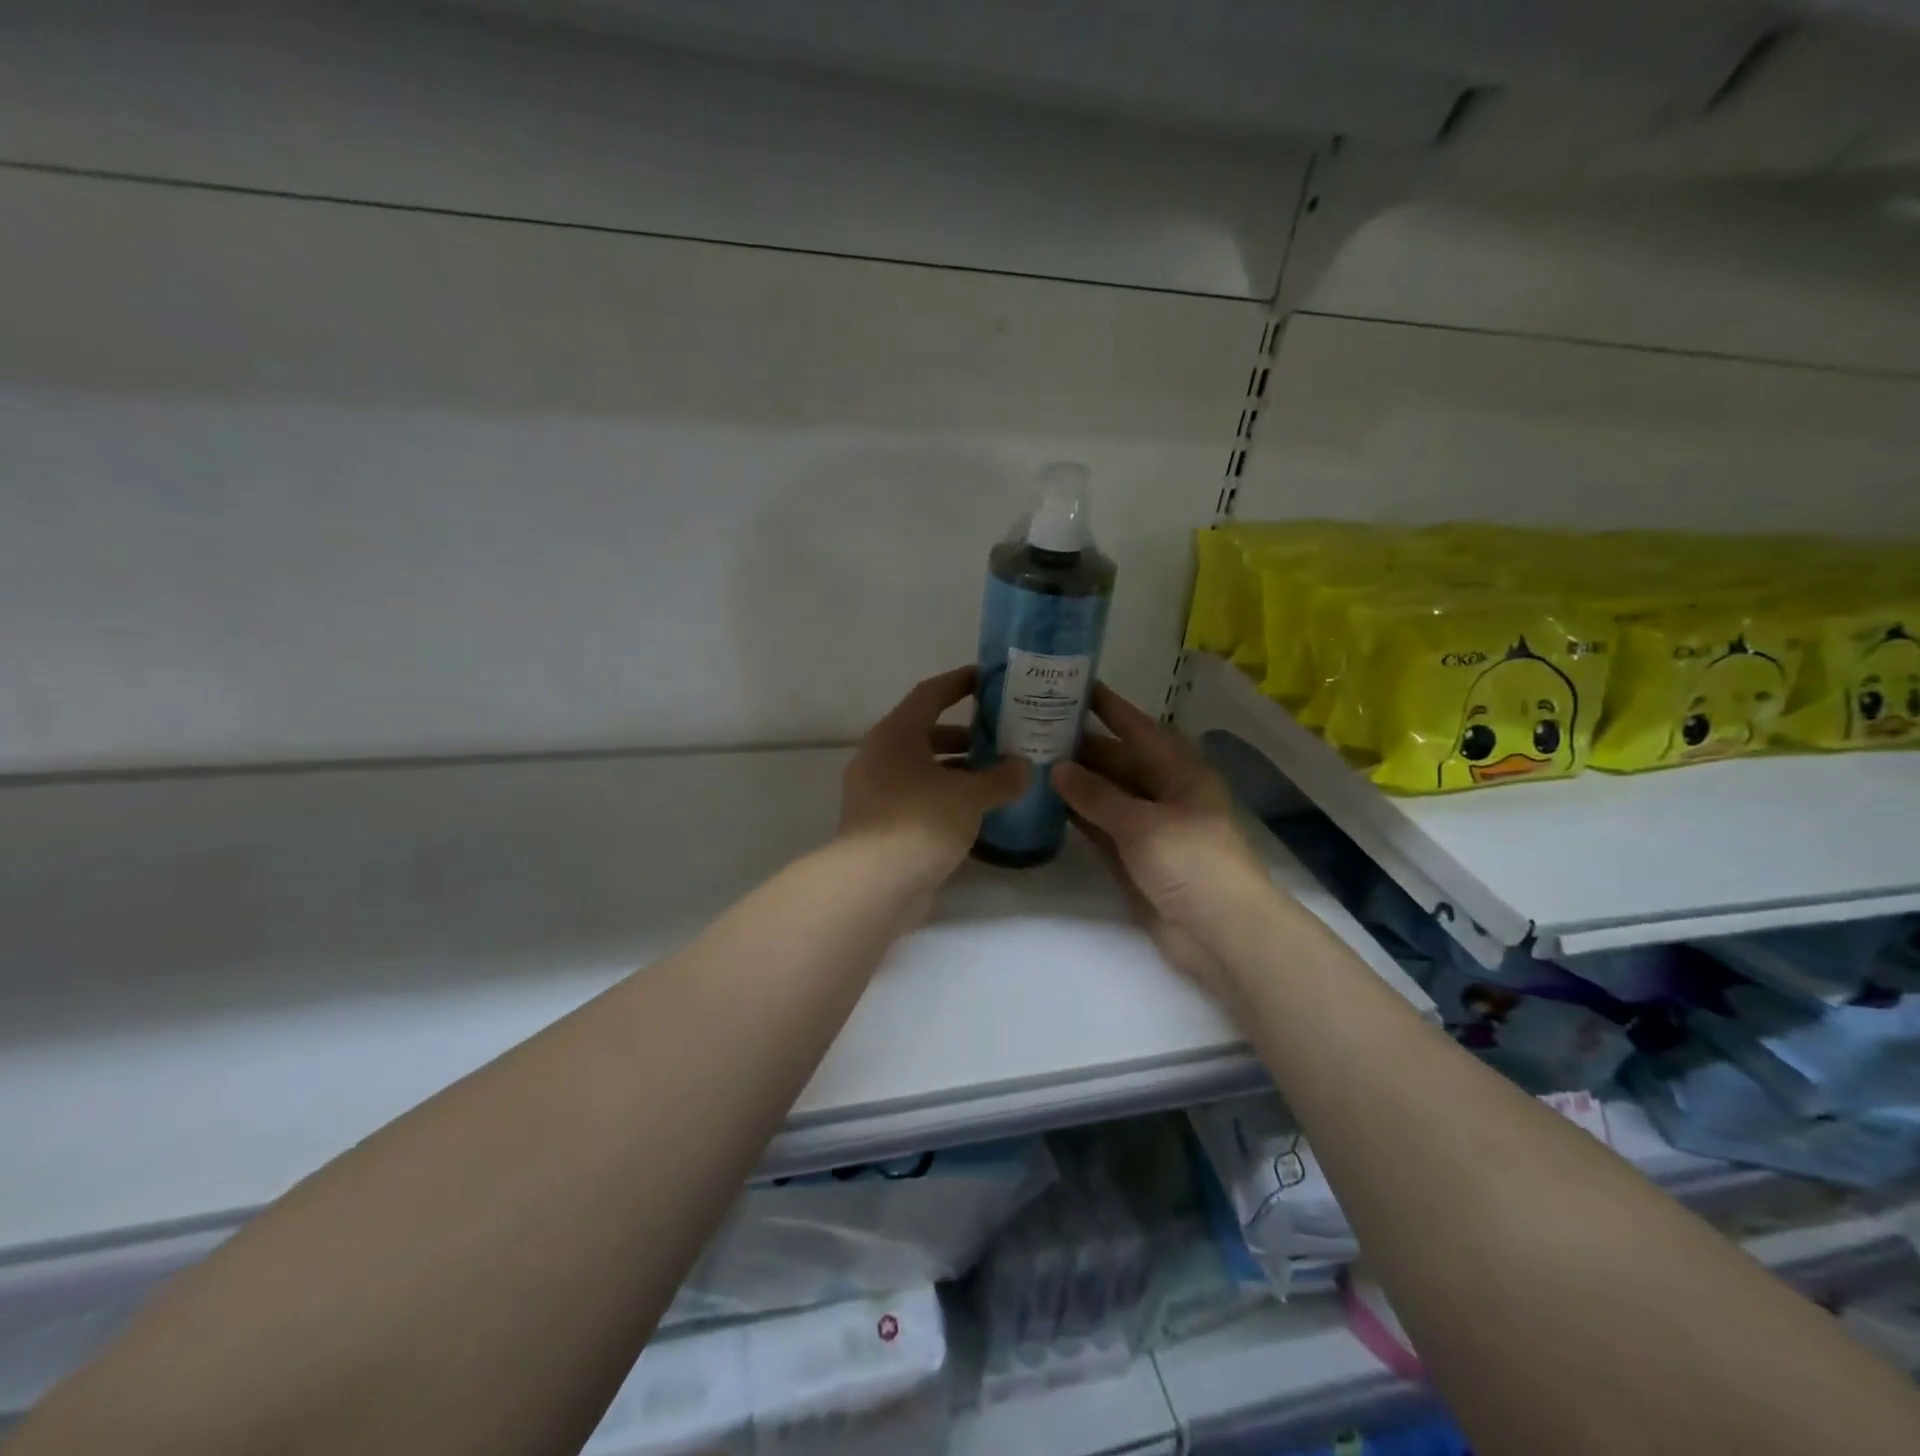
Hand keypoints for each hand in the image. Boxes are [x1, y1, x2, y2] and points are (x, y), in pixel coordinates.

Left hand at [837, 667, 1028, 887]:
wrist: (874, 883)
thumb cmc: (922, 822)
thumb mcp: (970, 796)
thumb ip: (1001, 778)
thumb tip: (1024, 768)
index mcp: (895, 734)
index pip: (930, 694)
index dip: (959, 683)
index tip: (987, 678)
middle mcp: (879, 756)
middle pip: (924, 732)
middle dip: (963, 734)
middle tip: (1000, 736)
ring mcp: (873, 790)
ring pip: (920, 767)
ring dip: (954, 768)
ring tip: (994, 775)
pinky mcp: (876, 823)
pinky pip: (914, 795)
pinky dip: (942, 795)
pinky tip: (972, 810)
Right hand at [1051, 684, 1273, 991]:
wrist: (1221, 933)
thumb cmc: (1191, 862)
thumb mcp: (1142, 823)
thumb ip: (1097, 795)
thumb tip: (1057, 768)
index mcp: (1178, 771)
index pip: (1137, 728)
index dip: (1108, 707)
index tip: (1074, 685)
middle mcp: (1163, 792)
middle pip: (1117, 761)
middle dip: (1081, 747)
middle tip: (1033, 728)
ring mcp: (1148, 827)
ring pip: (1106, 795)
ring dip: (1074, 783)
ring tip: (1030, 761)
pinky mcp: (1134, 858)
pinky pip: (1101, 828)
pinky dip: (1078, 817)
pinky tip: (1046, 804)